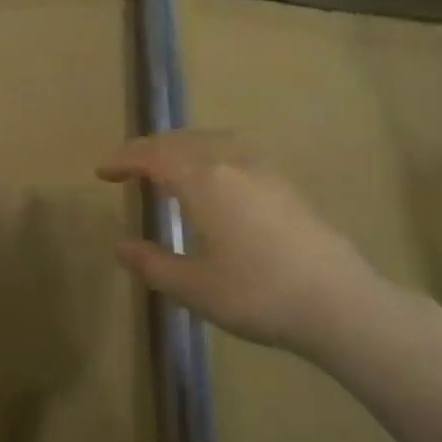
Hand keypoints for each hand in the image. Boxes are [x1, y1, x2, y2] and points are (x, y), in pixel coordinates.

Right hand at [98, 130, 389, 361]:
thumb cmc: (258, 294)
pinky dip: (208, 153)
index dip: (123, 160)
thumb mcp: (195, 288)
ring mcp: (263, 167)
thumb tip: (122, 246)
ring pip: (210, 140)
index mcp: (203, 180)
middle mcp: (231, 160)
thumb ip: (153, 264)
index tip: (101, 171)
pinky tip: (213, 178)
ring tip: (166, 167)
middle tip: (127, 167)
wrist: (340, 302)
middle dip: (149, 150)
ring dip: (179, 147)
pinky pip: (233, 149)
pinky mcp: (284, 180)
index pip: (153, 157)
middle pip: (180, 140)